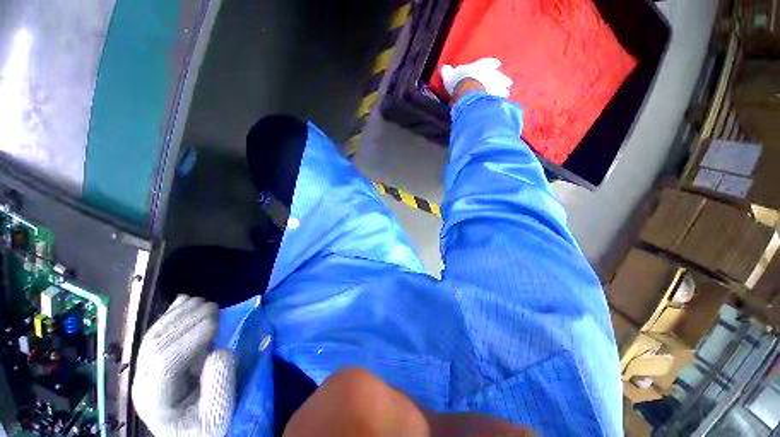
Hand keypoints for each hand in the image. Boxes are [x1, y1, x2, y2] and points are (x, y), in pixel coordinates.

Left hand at [132, 295, 234, 436]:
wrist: (190, 430)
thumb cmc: (205, 424)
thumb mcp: (218, 414)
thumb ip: (219, 385)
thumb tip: (220, 351)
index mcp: (155, 399)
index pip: (165, 362)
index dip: (190, 338)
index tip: (217, 322)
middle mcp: (143, 380)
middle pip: (156, 343)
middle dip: (186, 320)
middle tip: (215, 306)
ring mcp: (145, 368)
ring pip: (155, 334)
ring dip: (180, 313)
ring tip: (205, 302)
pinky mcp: (153, 359)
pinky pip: (158, 332)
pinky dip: (172, 314)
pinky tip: (184, 301)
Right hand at [440, 58, 512, 98]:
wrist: (468, 91)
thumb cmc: (458, 81)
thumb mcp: (449, 75)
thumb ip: (447, 72)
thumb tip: (444, 68)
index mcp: (478, 66)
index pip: (486, 63)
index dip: (491, 63)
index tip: (497, 64)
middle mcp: (489, 74)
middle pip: (497, 75)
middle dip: (502, 78)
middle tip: (508, 82)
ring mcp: (493, 85)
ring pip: (501, 86)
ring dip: (503, 89)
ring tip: (506, 94)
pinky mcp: (493, 97)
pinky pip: (498, 98)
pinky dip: (499, 100)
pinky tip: (500, 104)